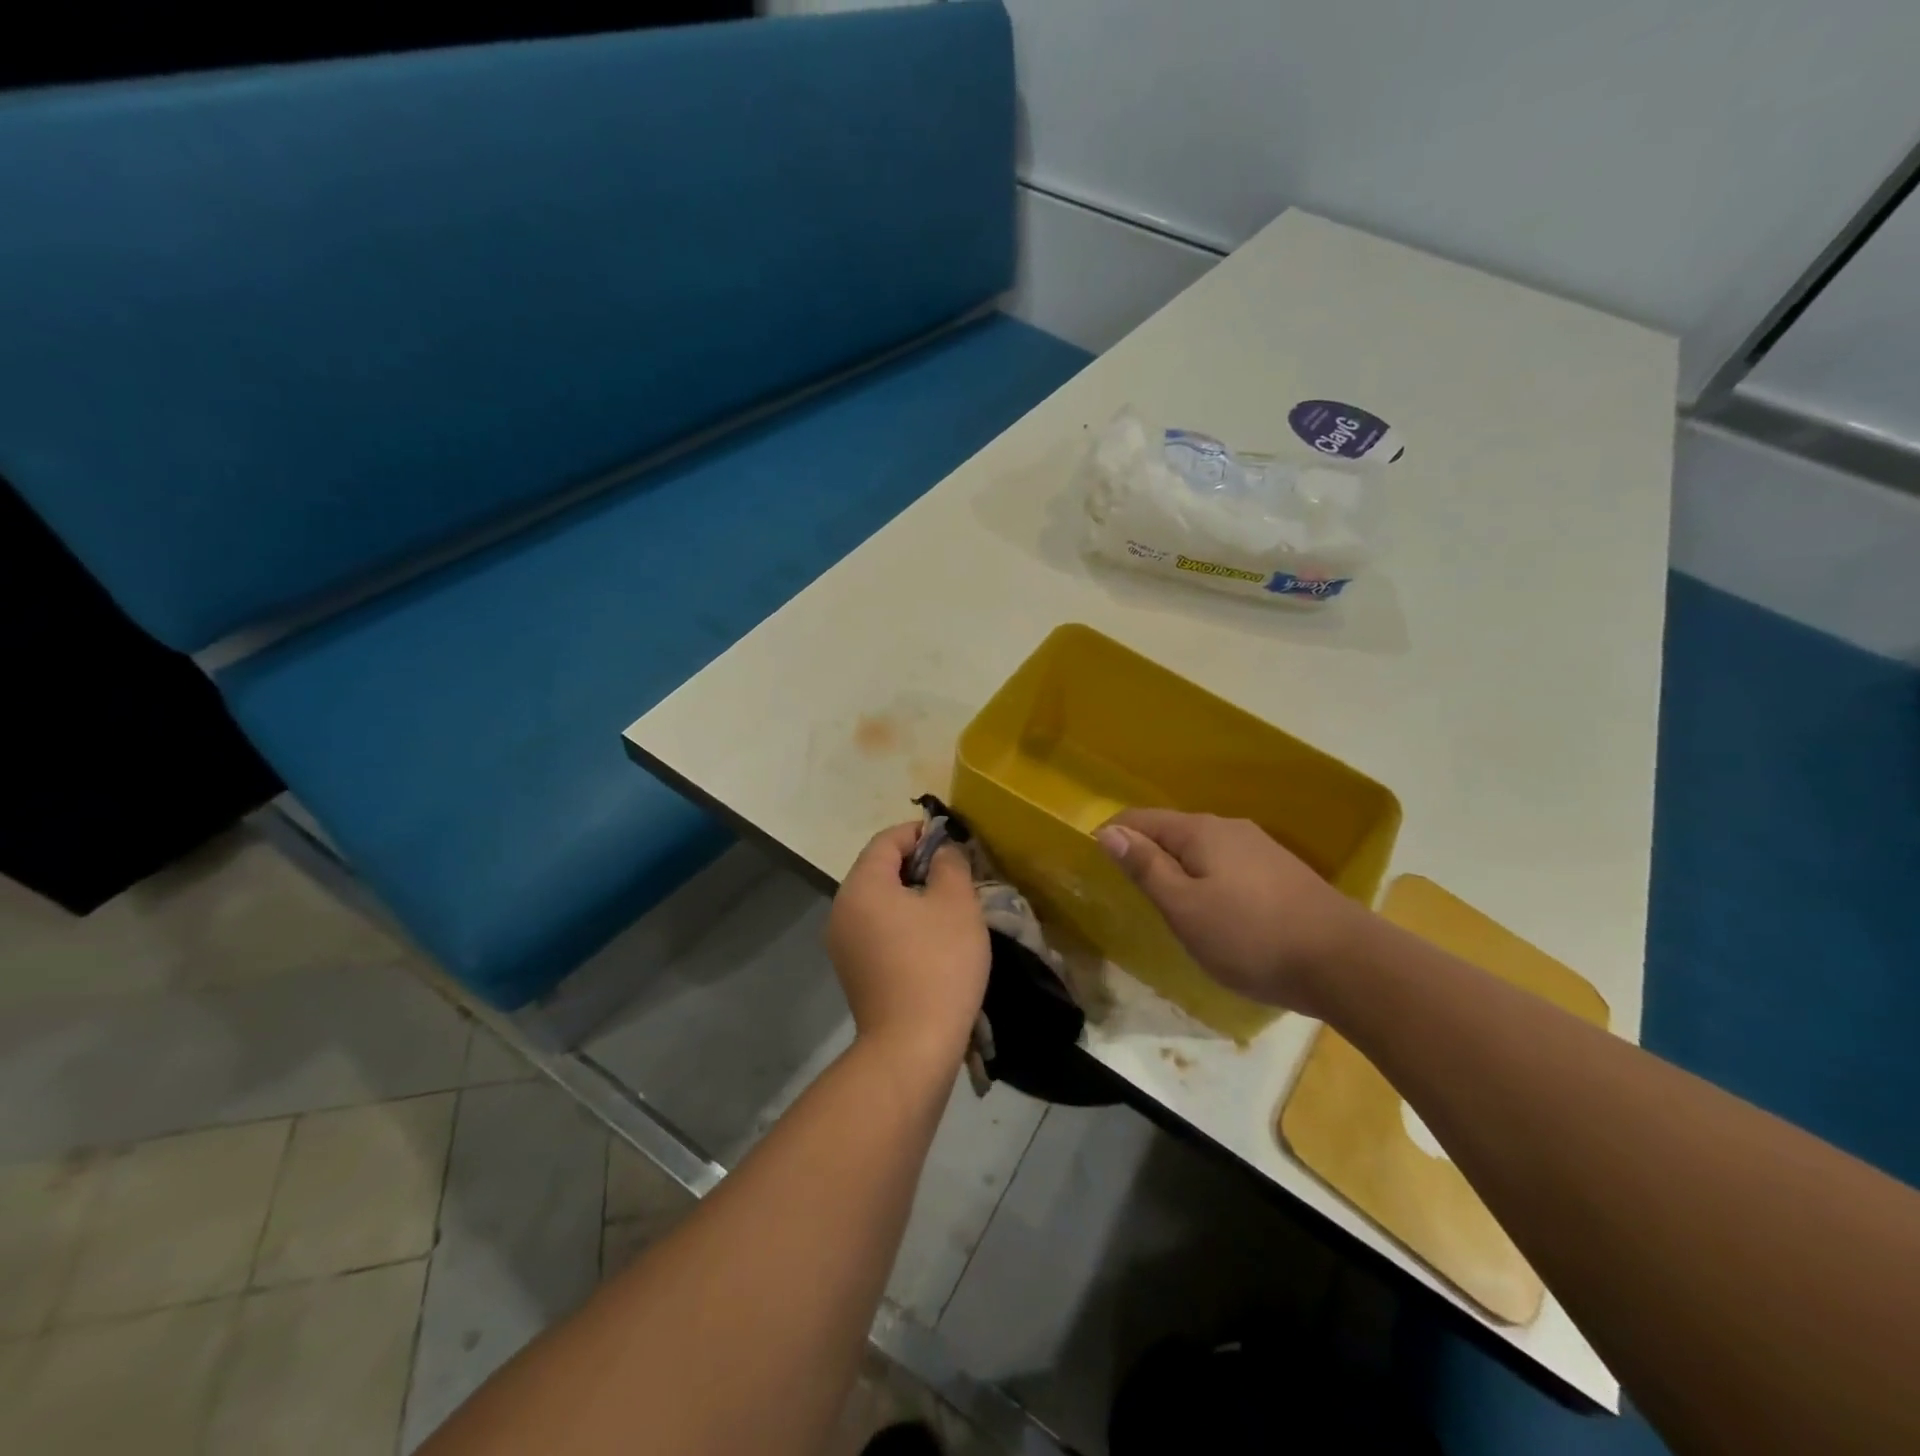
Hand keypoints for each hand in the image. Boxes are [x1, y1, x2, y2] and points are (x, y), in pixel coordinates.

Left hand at [826, 823, 989, 1071]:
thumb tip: (942, 852)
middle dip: (917, 864)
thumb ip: (950, 864)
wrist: (912, 1046)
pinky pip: (876, 929)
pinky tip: (931, 938)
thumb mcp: (956, 903)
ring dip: (910, 895)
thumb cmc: (938, 963)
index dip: (920, 833)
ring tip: (948, 904)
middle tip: (955, 873)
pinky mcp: (852, 971)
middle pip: (878, 869)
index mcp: (862, 885)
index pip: (887, 840)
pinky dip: (901, 922)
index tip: (952, 840)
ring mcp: (842, 943)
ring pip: (878, 901)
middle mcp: (842, 908)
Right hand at [1095, 809, 1363, 1016]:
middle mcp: (1229, 828)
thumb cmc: (1250, 936)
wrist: (1345, 961)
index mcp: (1200, 831)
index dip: (1114, 837)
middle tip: (1132, 894)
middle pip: (1173, 831)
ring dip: (1179, 870)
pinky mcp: (1281, 873)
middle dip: (1147, 854)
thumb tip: (1109, 831)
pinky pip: (1228, 866)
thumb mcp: (1184, 907)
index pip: (1141, 819)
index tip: (1098, 867)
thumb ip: (1145, 867)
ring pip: (1202, 850)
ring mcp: (1260, 848)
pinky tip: (1216, 912)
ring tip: (1170, 907)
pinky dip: (1208, 881)